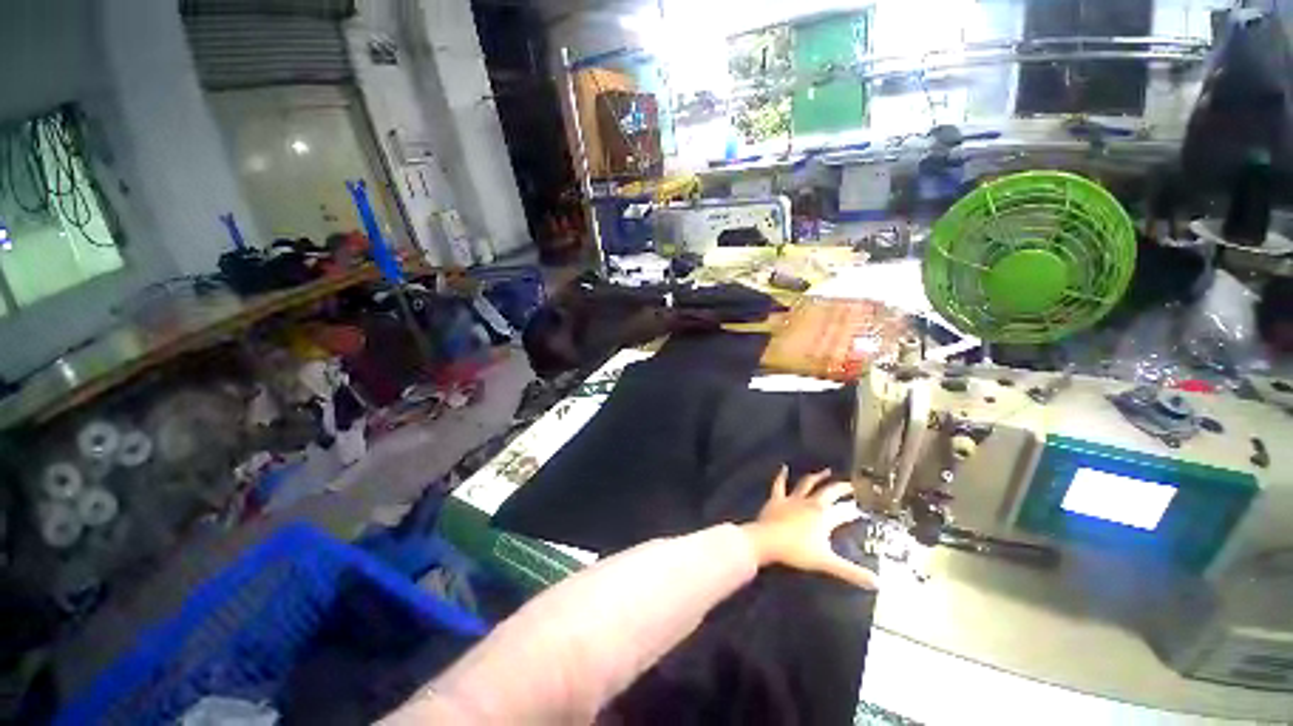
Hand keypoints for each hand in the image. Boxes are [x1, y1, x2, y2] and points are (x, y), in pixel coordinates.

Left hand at [740, 466, 878, 589]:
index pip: (845, 512)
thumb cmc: (797, 551)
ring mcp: (793, 498)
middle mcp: (811, 502)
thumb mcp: (827, 563)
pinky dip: (782, 475)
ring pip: (808, 484)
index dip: (854, 511)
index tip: (863, 509)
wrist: (768, 540)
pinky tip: (783, 467)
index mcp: (825, 516)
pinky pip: (780, 484)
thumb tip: (879, 583)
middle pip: (829, 492)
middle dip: (841, 489)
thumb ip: (852, 573)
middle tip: (851, 486)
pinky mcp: (777, 498)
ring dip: (818, 477)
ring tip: (827, 471)